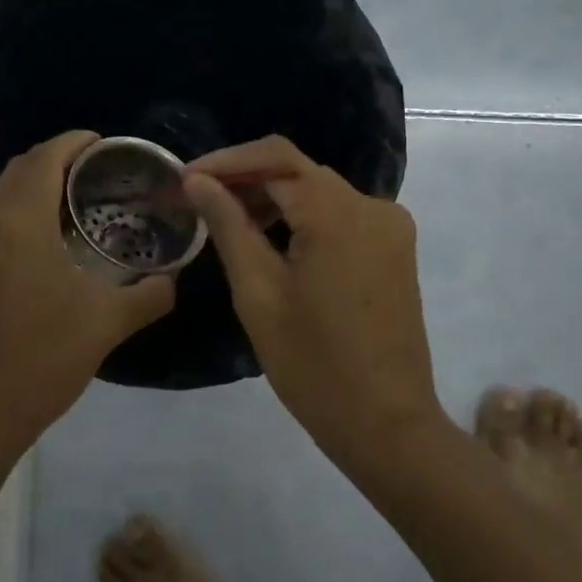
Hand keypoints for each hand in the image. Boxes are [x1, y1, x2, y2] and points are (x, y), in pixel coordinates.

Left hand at [0, 130, 175, 461]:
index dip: (75, 143)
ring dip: (41, 189)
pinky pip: (0, 227)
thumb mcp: (106, 324)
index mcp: (18, 224)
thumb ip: (149, 295)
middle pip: (20, 171)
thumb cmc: (41, 359)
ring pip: (6, 199)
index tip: (108, 145)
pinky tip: (59, 248)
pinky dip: (28, 217)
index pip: (44, 158)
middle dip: (59, 160)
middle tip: (103, 173)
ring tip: (86, 205)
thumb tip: (174, 280)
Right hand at [182, 136, 449, 476]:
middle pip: (300, 172)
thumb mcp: (258, 294)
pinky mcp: (396, 250)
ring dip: (275, 200)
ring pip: (321, 193)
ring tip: (229, 223)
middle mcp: (373, 207)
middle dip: (248, 180)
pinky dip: (305, 220)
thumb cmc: (312, 365)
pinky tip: (274, 243)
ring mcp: (391, 228)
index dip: (226, 162)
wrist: (386, 422)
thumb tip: (197, 181)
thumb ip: (229, 227)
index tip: (185, 180)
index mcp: (338, 214)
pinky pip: (342, 217)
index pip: (276, 159)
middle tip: (199, 204)